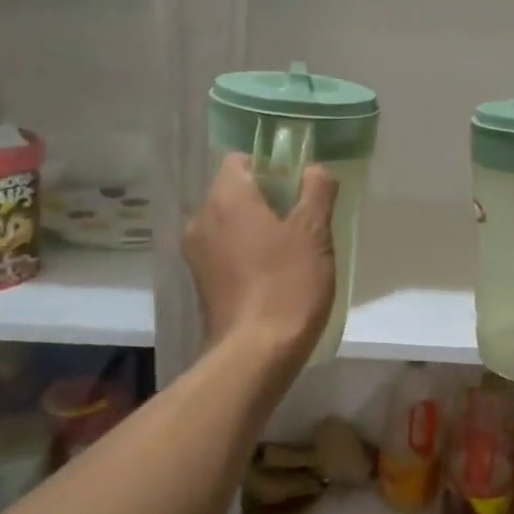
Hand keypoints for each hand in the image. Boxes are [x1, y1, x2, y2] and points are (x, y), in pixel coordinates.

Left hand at [183, 154, 337, 359]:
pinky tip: (273, 276)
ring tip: (291, 252)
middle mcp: (201, 219)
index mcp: (225, 198)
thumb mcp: (314, 232)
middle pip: (235, 192)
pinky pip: (225, 252)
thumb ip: (317, 190)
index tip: (298, 188)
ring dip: (257, 229)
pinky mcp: (200, 283)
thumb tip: (314, 168)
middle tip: (302, 221)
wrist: (256, 353)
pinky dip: (245, 254)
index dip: (271, 167)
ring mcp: (196, 254)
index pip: (241, 160)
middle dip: (267, 200)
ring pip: (230, 225)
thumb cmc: (288, 284)